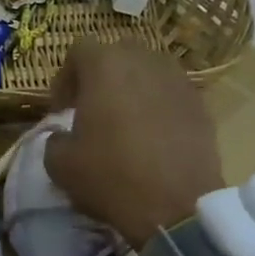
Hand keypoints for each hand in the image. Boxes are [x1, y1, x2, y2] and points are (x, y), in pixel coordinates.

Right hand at [44, 41, 224, 244]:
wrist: (175, 205)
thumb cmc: (109, 176)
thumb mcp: (59, 164)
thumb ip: (53, 139)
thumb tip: (62, 135)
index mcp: (106, 66)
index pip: (78, 50)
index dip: (64, 78)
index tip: (60, 110)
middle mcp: (145, 61)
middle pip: (117, 53)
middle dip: (100, 77)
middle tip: (90, 109)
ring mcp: (178, 80)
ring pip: (148, 71)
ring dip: (131, 89)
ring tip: (123, 122)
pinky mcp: (201, 104)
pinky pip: (170, 94)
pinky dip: (156, 106)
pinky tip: (150, 137)